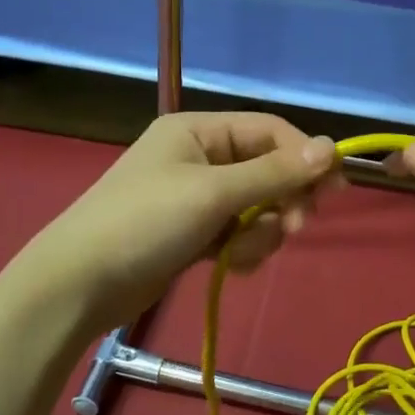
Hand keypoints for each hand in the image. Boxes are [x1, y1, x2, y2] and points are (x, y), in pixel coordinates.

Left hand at [19, 112, 340, 333]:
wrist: (80, 284)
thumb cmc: (145, 223)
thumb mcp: (213, 193)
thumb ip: (274, 173)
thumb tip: (331, 148)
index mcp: (199, 131)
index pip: (269, 130)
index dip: (305, 156)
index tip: (334, 188)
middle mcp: (199, 157)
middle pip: (267, 169)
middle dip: (283, 199)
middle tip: (295, 227)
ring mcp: (195, 198)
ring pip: (257, 207)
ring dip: (261, 231)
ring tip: (241, 253)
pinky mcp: (193, 234)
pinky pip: (238, 233)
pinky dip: (242, 249)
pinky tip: (229, 266)